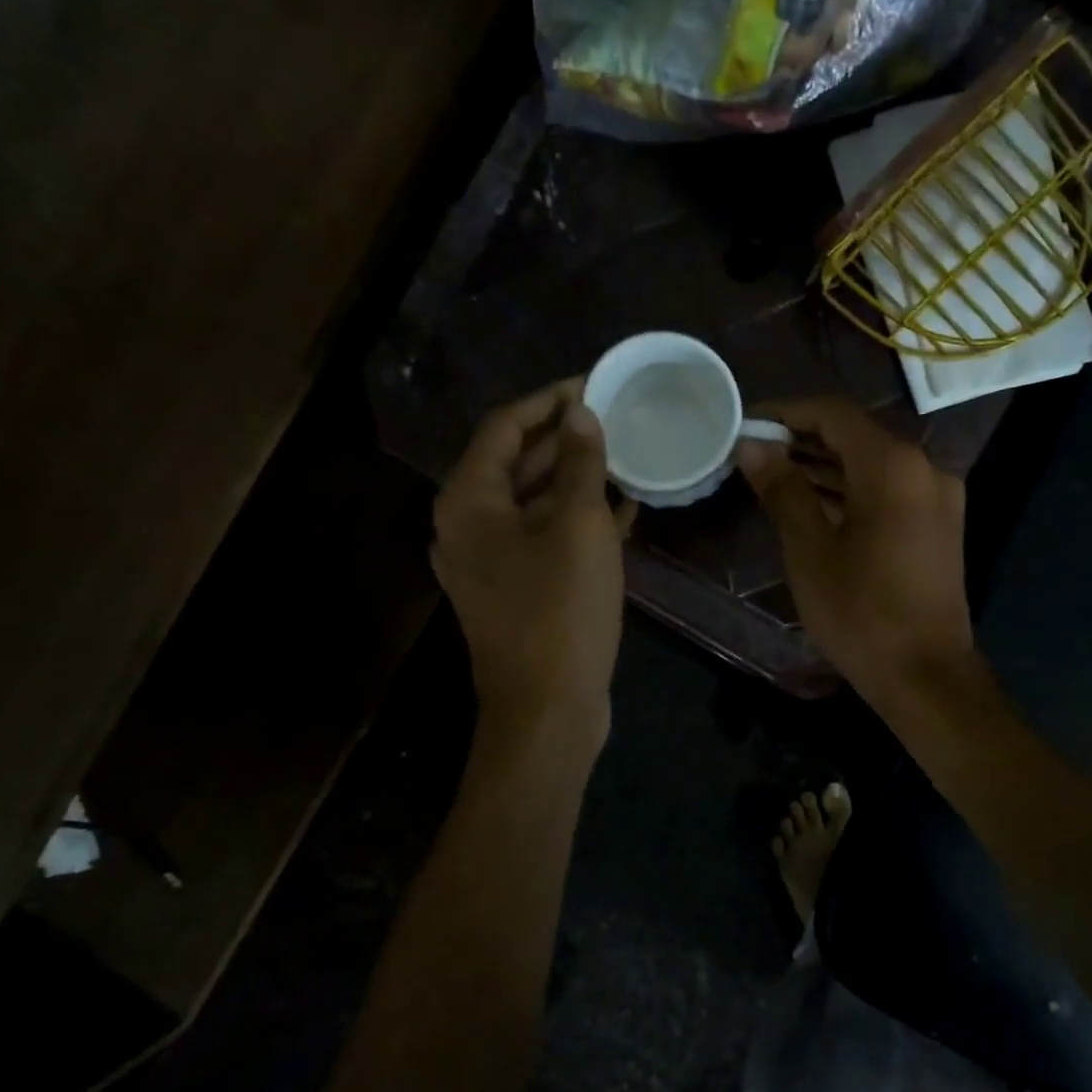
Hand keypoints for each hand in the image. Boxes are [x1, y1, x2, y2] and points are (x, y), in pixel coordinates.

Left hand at [434, 379, 633, 742]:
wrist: (547, 708)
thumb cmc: (560, 610)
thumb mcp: (578, 526)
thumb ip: (579, 464)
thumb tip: (580, 414)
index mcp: (469, 501)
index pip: (504, 427)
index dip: (548, 401)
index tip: (593, 383)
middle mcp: (467, 526)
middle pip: (515, 463)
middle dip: (564, 438)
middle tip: (614, 417)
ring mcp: (490, 562)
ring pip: (533, 502)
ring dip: (575, 479)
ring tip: (624, 455)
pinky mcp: (516, 590)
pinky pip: (544, 538)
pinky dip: (577, 520)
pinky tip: (622, 508)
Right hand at [735, 398, 973, 705]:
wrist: (926, 675)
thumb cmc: (860, 613)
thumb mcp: (810, 549)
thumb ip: (782, 489)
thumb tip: (752, 447)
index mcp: (893, 466)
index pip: (833, 414)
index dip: (786, 412)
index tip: (747, 423)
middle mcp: (924, 468)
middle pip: (856, 435)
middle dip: (803, 439)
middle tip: (754, 452)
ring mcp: (938, 496)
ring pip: (873, 463)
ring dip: (826, 465)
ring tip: (774, 474)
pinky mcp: (939, 523)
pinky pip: (890, 489)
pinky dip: (853, 488)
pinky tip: (815, 501)